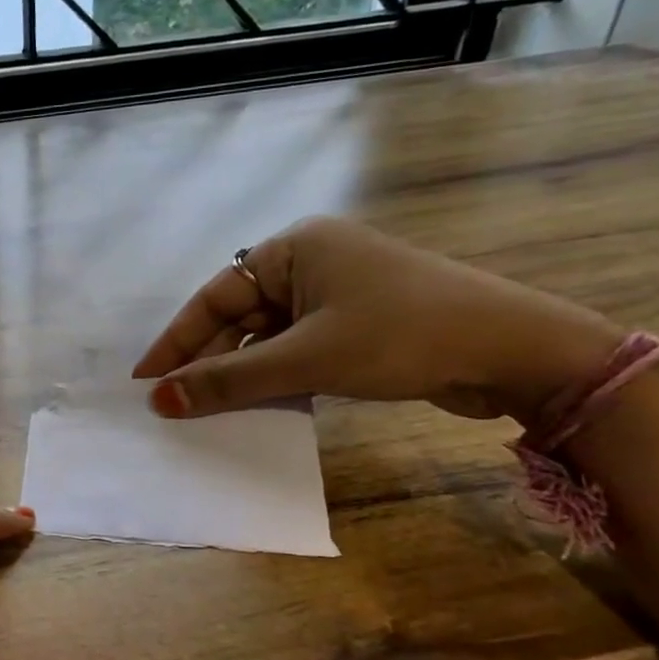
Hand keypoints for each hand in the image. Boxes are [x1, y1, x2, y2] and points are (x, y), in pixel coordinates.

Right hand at [133, 217, 621, 423]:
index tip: (144, 380)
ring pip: (267, 336)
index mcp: (293, 248)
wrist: (514, 351)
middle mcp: (310, 262)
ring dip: (239, 373)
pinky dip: (274, 376)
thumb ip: (228, 380)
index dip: (175, 341)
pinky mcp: (357, 323)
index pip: (214, 296)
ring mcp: (337, 293)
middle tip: (171, 403)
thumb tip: (159, 401)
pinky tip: (256, 405)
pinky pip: (297, 348)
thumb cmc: (399, 336)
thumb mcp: (305, 359)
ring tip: (205, 411)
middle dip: (207, 360)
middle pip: (239, 316)